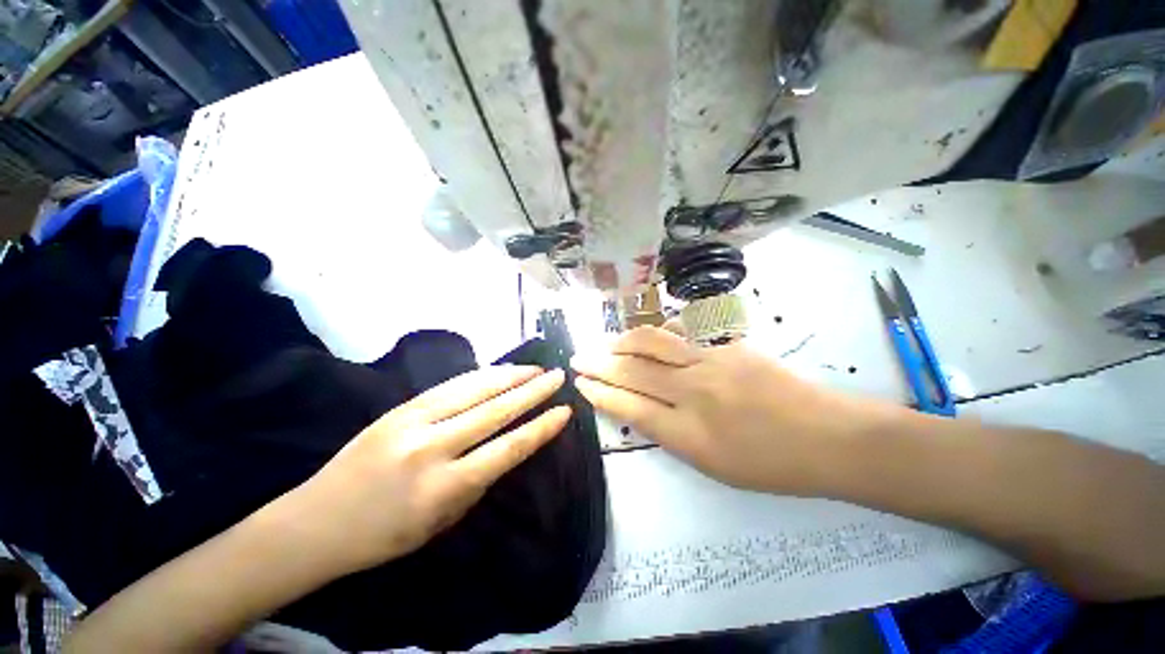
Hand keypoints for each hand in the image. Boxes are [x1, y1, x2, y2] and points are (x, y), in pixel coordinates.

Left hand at [283, 365, 570, 576]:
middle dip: (532, 391)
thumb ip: (477, 481)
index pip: (507, 449)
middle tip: (557, 376)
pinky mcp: (400, 408)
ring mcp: (413, 422)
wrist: (317, 521)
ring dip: (510, 376)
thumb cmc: (385, 535)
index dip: (540, 428)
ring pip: (474, 390)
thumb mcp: (441, 522)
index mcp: (443, 488)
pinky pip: (450, 386)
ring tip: (535, 367)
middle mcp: (431, 449)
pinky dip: (481, 376)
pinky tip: (499, 371)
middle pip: (495, 411)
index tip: (564, 412)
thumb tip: (504, 446)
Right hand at [571, 326, 867, 493]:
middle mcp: (693, 392)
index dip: (600, 392)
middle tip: (578, 357)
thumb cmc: (770, 464)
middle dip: (599, 363)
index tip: (581, 383)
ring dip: (622, 342)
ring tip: (607, 344)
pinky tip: (649, 339)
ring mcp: (710, 362)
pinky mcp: (726, 346)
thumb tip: (640, 406)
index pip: (629, 405)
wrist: (827, 437)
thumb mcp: (711, 464)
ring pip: (653, 343)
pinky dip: (657, 336)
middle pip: (633, 370)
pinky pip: (681, 335)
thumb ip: (671, 432)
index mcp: (688, 433)